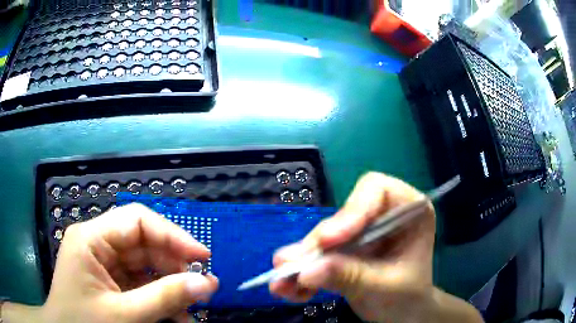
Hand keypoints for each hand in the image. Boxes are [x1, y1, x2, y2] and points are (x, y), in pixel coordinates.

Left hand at [5, 203, 217, 322]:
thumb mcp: (125, 316)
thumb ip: (165, 298)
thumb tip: (207, 283)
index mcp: (91, 239)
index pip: (137, 221)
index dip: (172, 235)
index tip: (202, 257)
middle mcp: (97, 244)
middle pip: (143, 243)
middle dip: (173, 265)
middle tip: (202, 287)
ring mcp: (102, 263)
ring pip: (144, 265)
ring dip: (169, 285)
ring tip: (191, 307)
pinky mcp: (109, 281)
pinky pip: (140, 282)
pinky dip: (159, 297)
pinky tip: (175, 314)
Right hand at [270, 172, 482, 322]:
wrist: (403, 312)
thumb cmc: (408, 295)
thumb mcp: (385, 287)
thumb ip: (350, 277)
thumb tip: (306, 271)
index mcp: (409, 210)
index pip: (377, 190)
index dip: (351, 210)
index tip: (330, 240)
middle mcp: (382, 215)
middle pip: (343, 217)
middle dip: (317, 245)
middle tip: (290, 266)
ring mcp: (360, 233)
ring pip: (324, 237)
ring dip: (302, 261)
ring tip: (282, 284)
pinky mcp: (343, 249)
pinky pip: (318, 255)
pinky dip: (303, 272)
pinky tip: (291, 290)